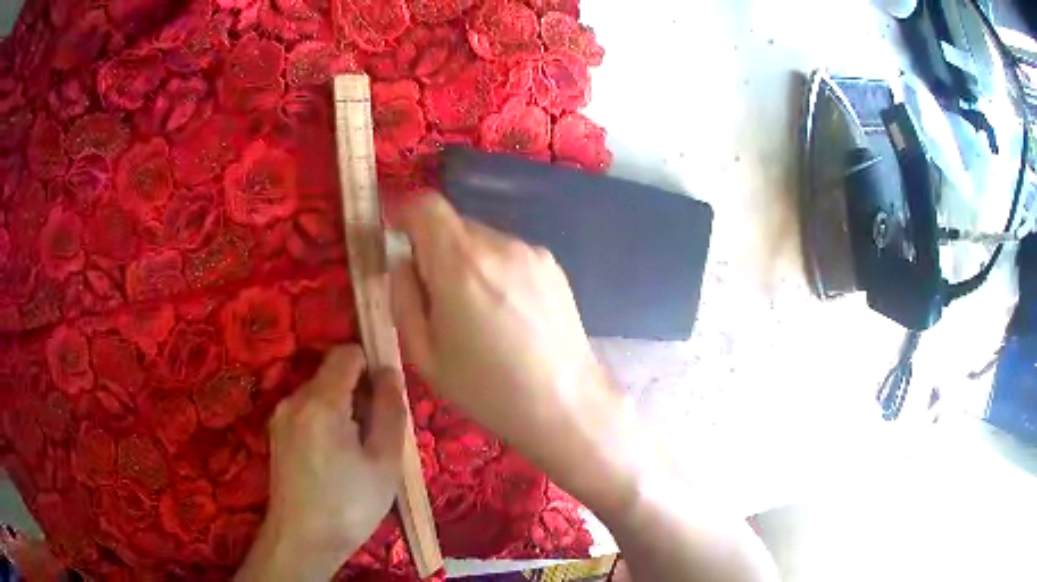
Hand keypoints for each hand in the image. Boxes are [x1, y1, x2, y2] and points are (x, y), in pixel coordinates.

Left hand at [236, 346, 405, 581]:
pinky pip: (307, 411)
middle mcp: (294, 399)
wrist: (302, 540)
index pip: (346, 354)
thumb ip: (390, 410)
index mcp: (320, 401)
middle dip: (358, 392)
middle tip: (377, 432)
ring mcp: (281, 416)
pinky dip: (326, 421)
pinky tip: (336, 458)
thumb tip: (390, 372)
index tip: (387, 394)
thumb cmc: (350, 503)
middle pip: (332, 374)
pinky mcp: (277, 433)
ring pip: (320, 393)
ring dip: (343, 408)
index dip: (371, 364)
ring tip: (358, 451)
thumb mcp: (384, 461)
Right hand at [390, 193, 633, 512]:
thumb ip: (403, 297)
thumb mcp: (424, 354)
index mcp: (461, 265)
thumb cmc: (487, 390)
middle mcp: (499, 245)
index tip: (398, 240)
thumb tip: (403, 261)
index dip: (405, 215)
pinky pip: (508, 253)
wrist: (566, 404)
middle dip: (435, 248)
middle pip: (453, 223)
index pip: (426, 205)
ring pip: (482, 238)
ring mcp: (531, 253)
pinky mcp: (553, 266)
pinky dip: (494, 269)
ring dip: (466, 261)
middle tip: (437, 296)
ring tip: (478, 312)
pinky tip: (507, 313)